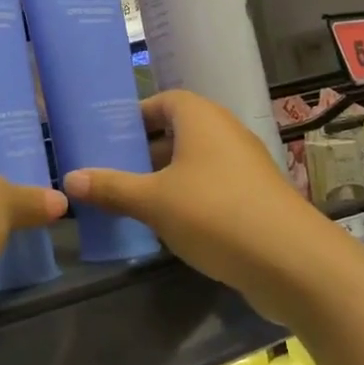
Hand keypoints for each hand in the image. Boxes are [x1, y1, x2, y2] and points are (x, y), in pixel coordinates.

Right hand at [62, 90, 313, 318]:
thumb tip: (69, 179)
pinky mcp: (255, 199)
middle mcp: (225, 133)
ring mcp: (244, 167)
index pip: (162, 101)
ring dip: (164, 178)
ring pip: (193, 163)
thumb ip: (111, 188)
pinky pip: (211, 188)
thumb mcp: (153, 201)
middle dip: (143, 151)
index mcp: (201, 118)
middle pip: (176, 132)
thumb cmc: (216, 214)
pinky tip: (166, 226)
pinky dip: (187, 199)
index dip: (135, 116)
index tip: (107, 138)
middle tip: (109, 171)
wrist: (294, 263)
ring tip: (130, 200)